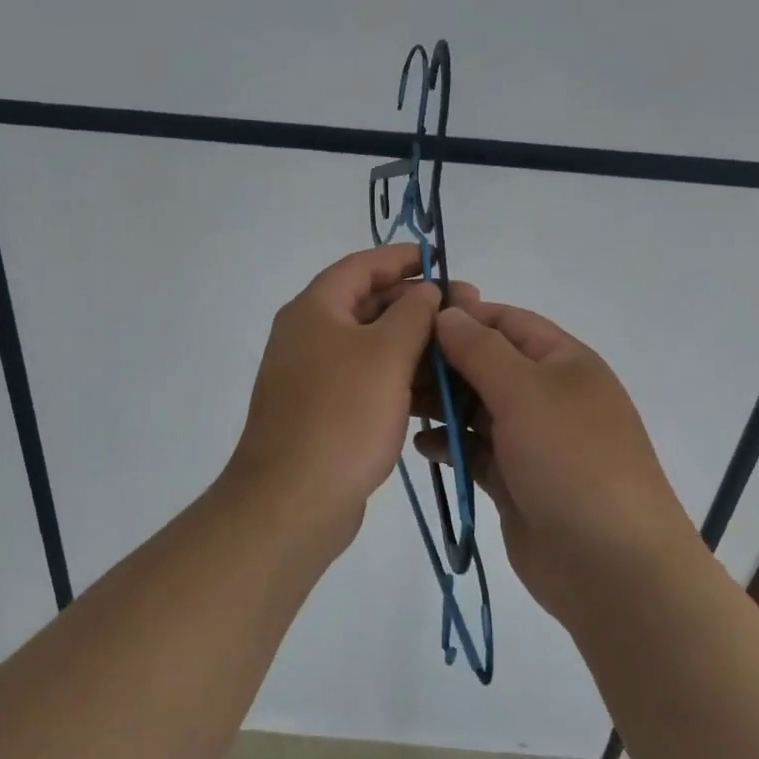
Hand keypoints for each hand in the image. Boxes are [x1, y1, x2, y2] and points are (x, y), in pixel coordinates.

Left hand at [224, 245, 442, 556]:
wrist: (293, 500)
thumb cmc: (342, 415)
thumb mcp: (386, 354)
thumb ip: (412, 314)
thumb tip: (425, 291)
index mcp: (315, 309)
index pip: (361, 266)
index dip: (401, 259)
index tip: (440, 260)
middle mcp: (309, 335)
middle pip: (367, 304)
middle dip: (416, 304)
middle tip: (466, 310)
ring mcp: (314, 376)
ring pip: (371, 346)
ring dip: (413, 344)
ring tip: (459, 352)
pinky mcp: (324, 411)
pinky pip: (367, 381)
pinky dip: (398, 379)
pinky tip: (435, 392)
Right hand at [415, 296, 701, 630]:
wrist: (612, 567)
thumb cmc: (572, 460)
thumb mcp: (526, 391)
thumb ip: (480, 349)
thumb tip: (447, 312)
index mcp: (562, 362)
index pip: (505, 321)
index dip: (461, 316)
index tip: (411, 321)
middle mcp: (547, 395)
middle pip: (485, 364)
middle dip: (442, 363)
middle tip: (393, 369)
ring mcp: (531, 440)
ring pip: (476, 408)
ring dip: (440, 404)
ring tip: (398, 406)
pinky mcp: (515, 480)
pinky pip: (474, 451)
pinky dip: (449, 445)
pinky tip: (422, 447)